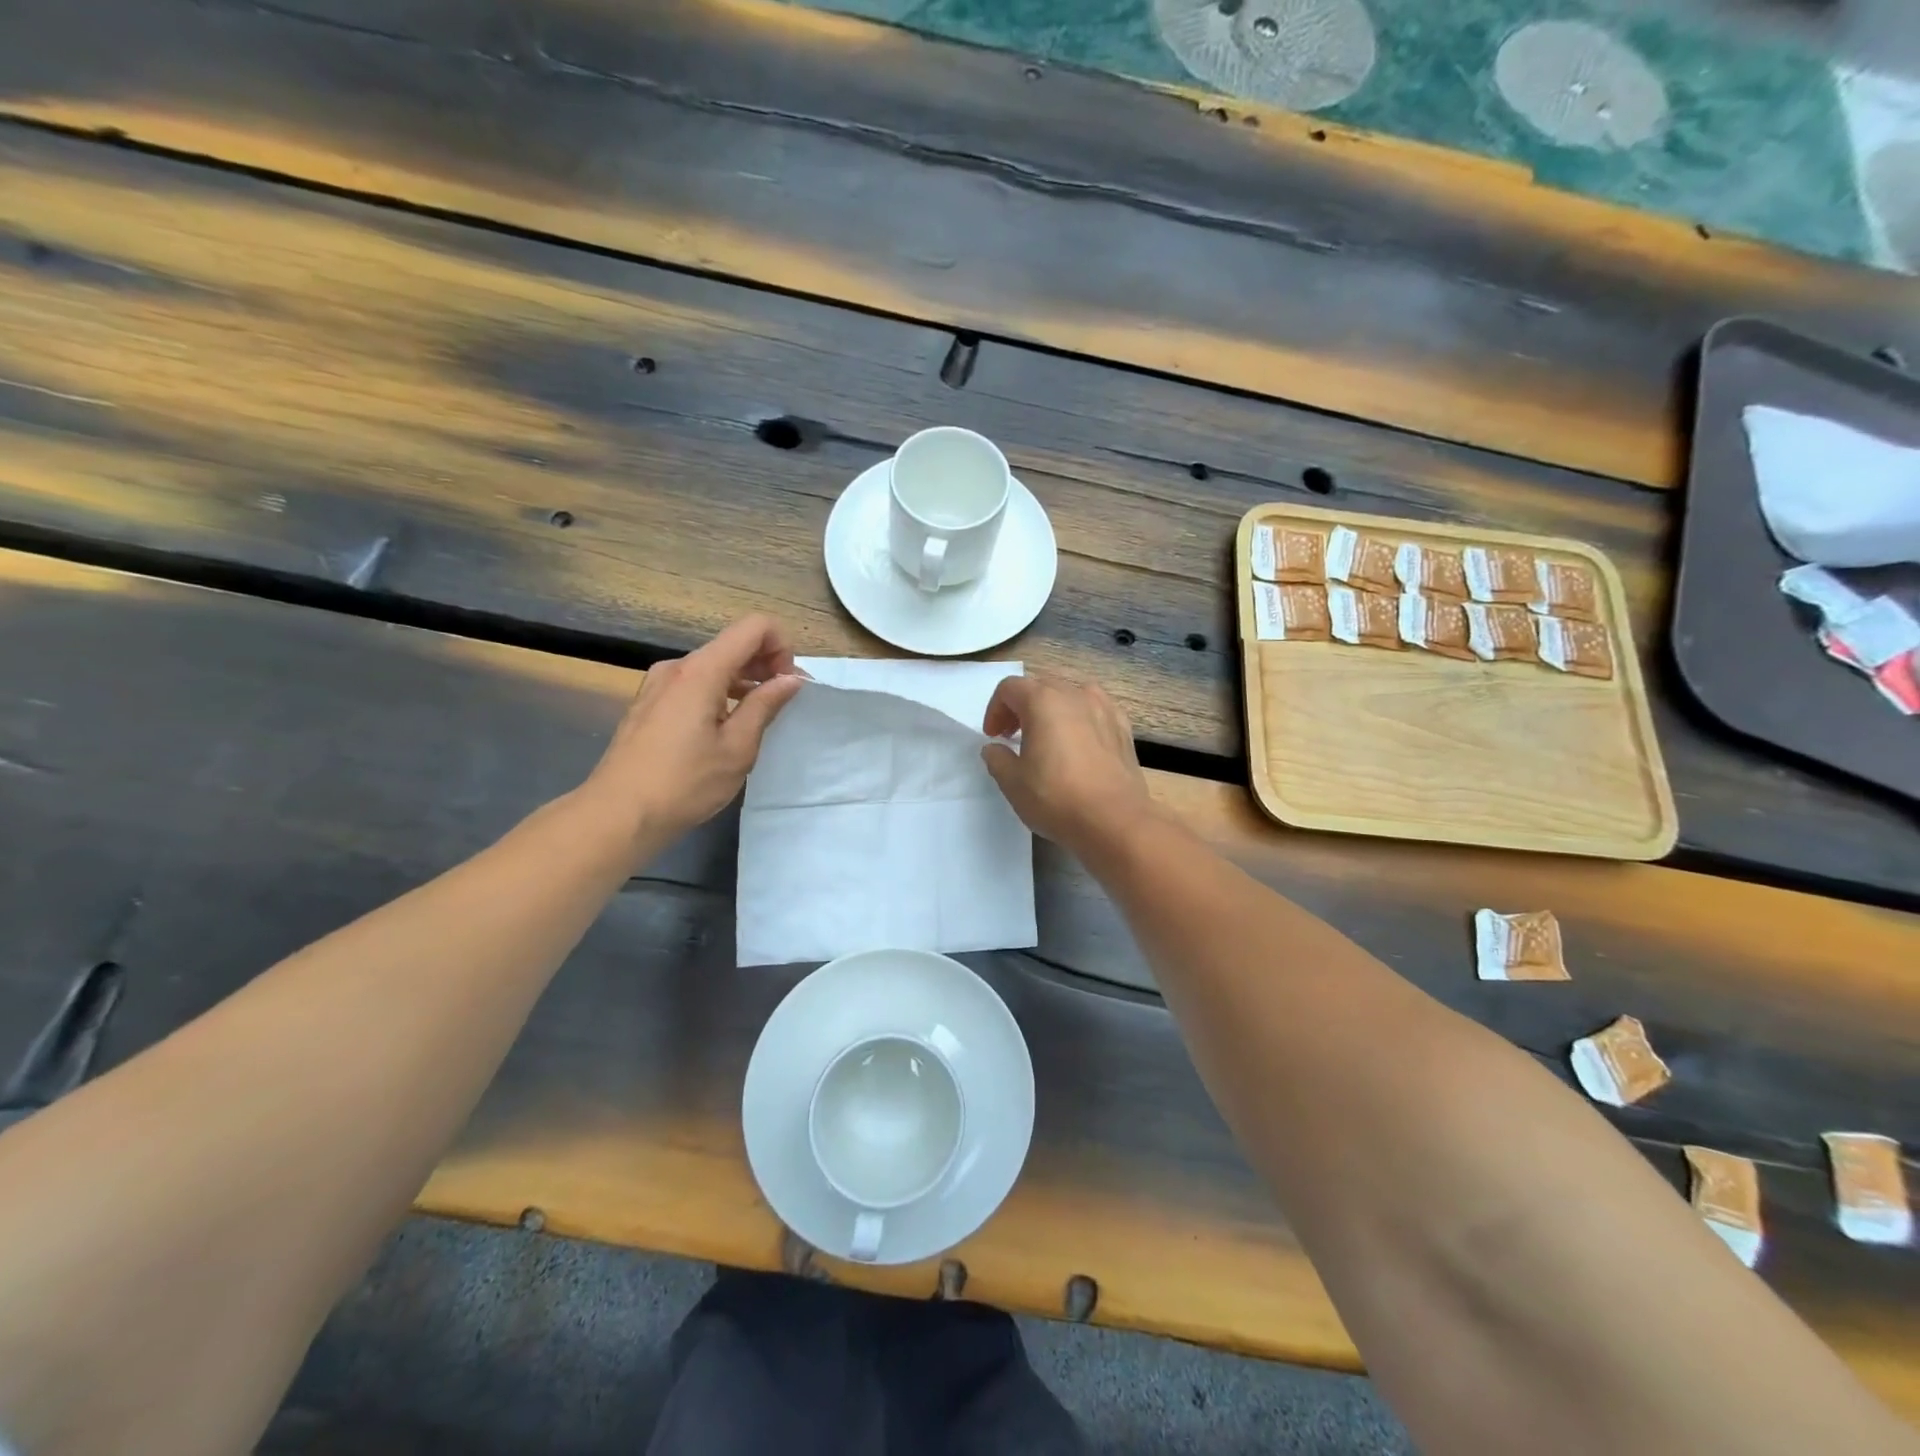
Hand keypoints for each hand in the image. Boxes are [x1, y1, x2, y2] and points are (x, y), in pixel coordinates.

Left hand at [577, 615, 803, 851]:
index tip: (788, 684)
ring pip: (713, 666)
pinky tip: (724, 728)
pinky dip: (719, 693)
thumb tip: (790, 678)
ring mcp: (658, 685)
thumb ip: (765, 705)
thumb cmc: (685, 783)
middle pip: (733, 644)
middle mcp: (677, 667)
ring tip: (757, 718)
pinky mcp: (649, 704)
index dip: (781, 645)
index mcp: (701, 671)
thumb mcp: (738, 747)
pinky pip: (694, 684)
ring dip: (743, 681)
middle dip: (765, 664)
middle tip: (783, 702)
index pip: (754, 627)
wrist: (618, 815)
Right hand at [980, 675, 1155, 857]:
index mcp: (1043, 701)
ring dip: (1053, 709)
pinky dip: (1080, 718)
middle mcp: (1075, 695)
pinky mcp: (1123, 728)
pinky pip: (1095, 710)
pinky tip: (1079, 743)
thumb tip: (995, 748)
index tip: (994, 737)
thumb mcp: (1013, 783)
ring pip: (1071, 694)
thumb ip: (997, 758)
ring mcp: (1104, 709)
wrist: (1115, 821)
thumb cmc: (1057, 798)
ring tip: (1048, 737)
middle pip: (1041, 686)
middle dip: (1022, 707)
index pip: (1010, 688)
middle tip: (1013, 737)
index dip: (995, 710)